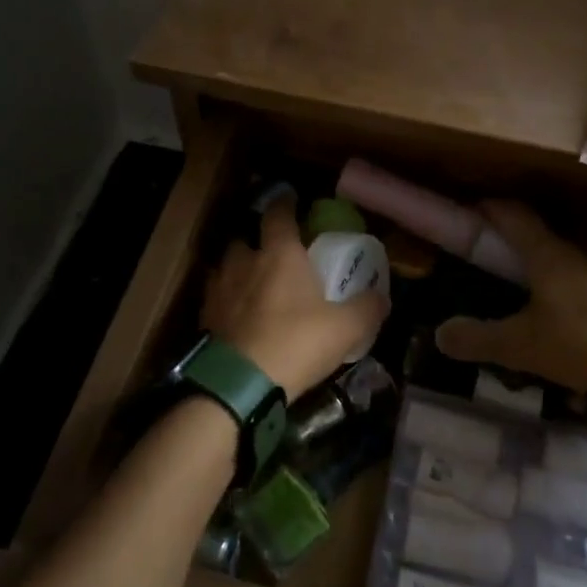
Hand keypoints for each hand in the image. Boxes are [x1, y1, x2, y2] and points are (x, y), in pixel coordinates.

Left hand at [199, 197, 388, 397]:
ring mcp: (218, 289)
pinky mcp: (203, 318)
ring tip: (253, 288)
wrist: (238, 385)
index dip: (285, 204)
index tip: (291, 200)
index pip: (278, 214)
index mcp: (279, 253)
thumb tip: (382, 296)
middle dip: (257, 243)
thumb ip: (367, 308)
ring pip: (226, 268)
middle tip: (272, 255)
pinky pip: (215, 299)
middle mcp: (244, 261)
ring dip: (238, 273)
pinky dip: (226, 303)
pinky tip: (238, 319)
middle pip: (245, 239)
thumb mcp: (345, 329)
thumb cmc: (295, 343)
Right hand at [435, 201, 586, 399]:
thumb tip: (439, 333)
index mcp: (550, 253)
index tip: (474, 208)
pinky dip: (578, 288)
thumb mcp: (522, 347)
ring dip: (552, 266)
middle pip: (543, 233)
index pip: (514, 214)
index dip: (492, 207)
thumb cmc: (584, 346)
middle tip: (499, 258)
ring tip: (537, 294)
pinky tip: (577, 319)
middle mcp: (582, 249)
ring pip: (572, 256)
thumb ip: (479, 339)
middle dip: (519, 241)